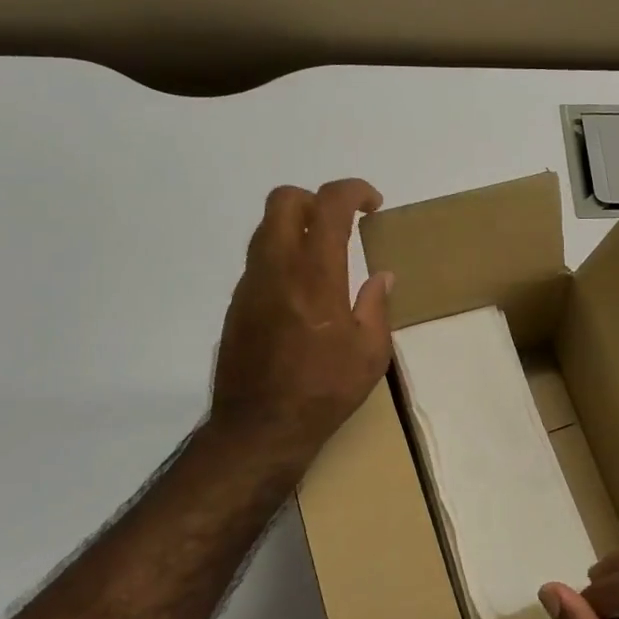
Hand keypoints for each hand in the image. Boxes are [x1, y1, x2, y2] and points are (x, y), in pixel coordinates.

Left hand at [210, 180, 392, 461]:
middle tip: (341, 226)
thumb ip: (376, 305)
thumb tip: (381, 276)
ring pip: (267, 229)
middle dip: (316, 200)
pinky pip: (259, 262)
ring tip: (323, 260)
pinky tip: (301, 296)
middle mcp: (276, 268)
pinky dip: (282, 260)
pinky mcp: (237, 305)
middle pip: (284, 200)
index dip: (353, 191)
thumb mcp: (370, 353)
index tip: (372, 205)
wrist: (260, 427)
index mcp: (315, 275)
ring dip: (296, 229)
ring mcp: (250, 285)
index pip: (329, 205)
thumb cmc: (324, 391)